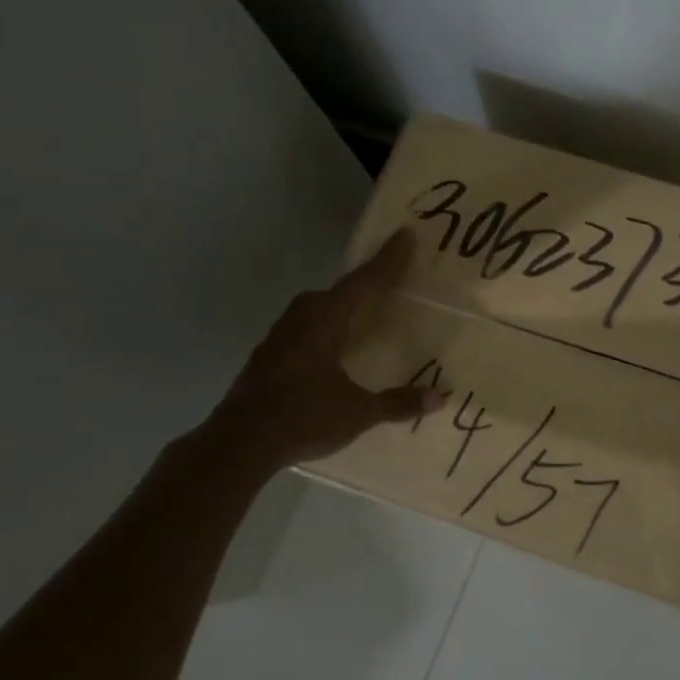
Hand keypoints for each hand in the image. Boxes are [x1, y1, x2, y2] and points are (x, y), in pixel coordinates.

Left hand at [205, 228, 441, 469]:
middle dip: (359, 285)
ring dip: (335, 308)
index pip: (362, 283)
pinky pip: (300, 332)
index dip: (387, 260)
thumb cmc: (302, 417)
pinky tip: (325, 352)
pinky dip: (319, 331)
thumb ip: (397, 403)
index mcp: (324, 321)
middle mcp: (299, 321)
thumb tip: (440, 397)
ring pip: (312, 311)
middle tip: (383, 282)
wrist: (238, 443)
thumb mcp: (357, 412)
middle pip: (334, 292)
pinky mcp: (264, 360)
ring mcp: (277, 339)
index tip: (404, 235)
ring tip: (355, 317)